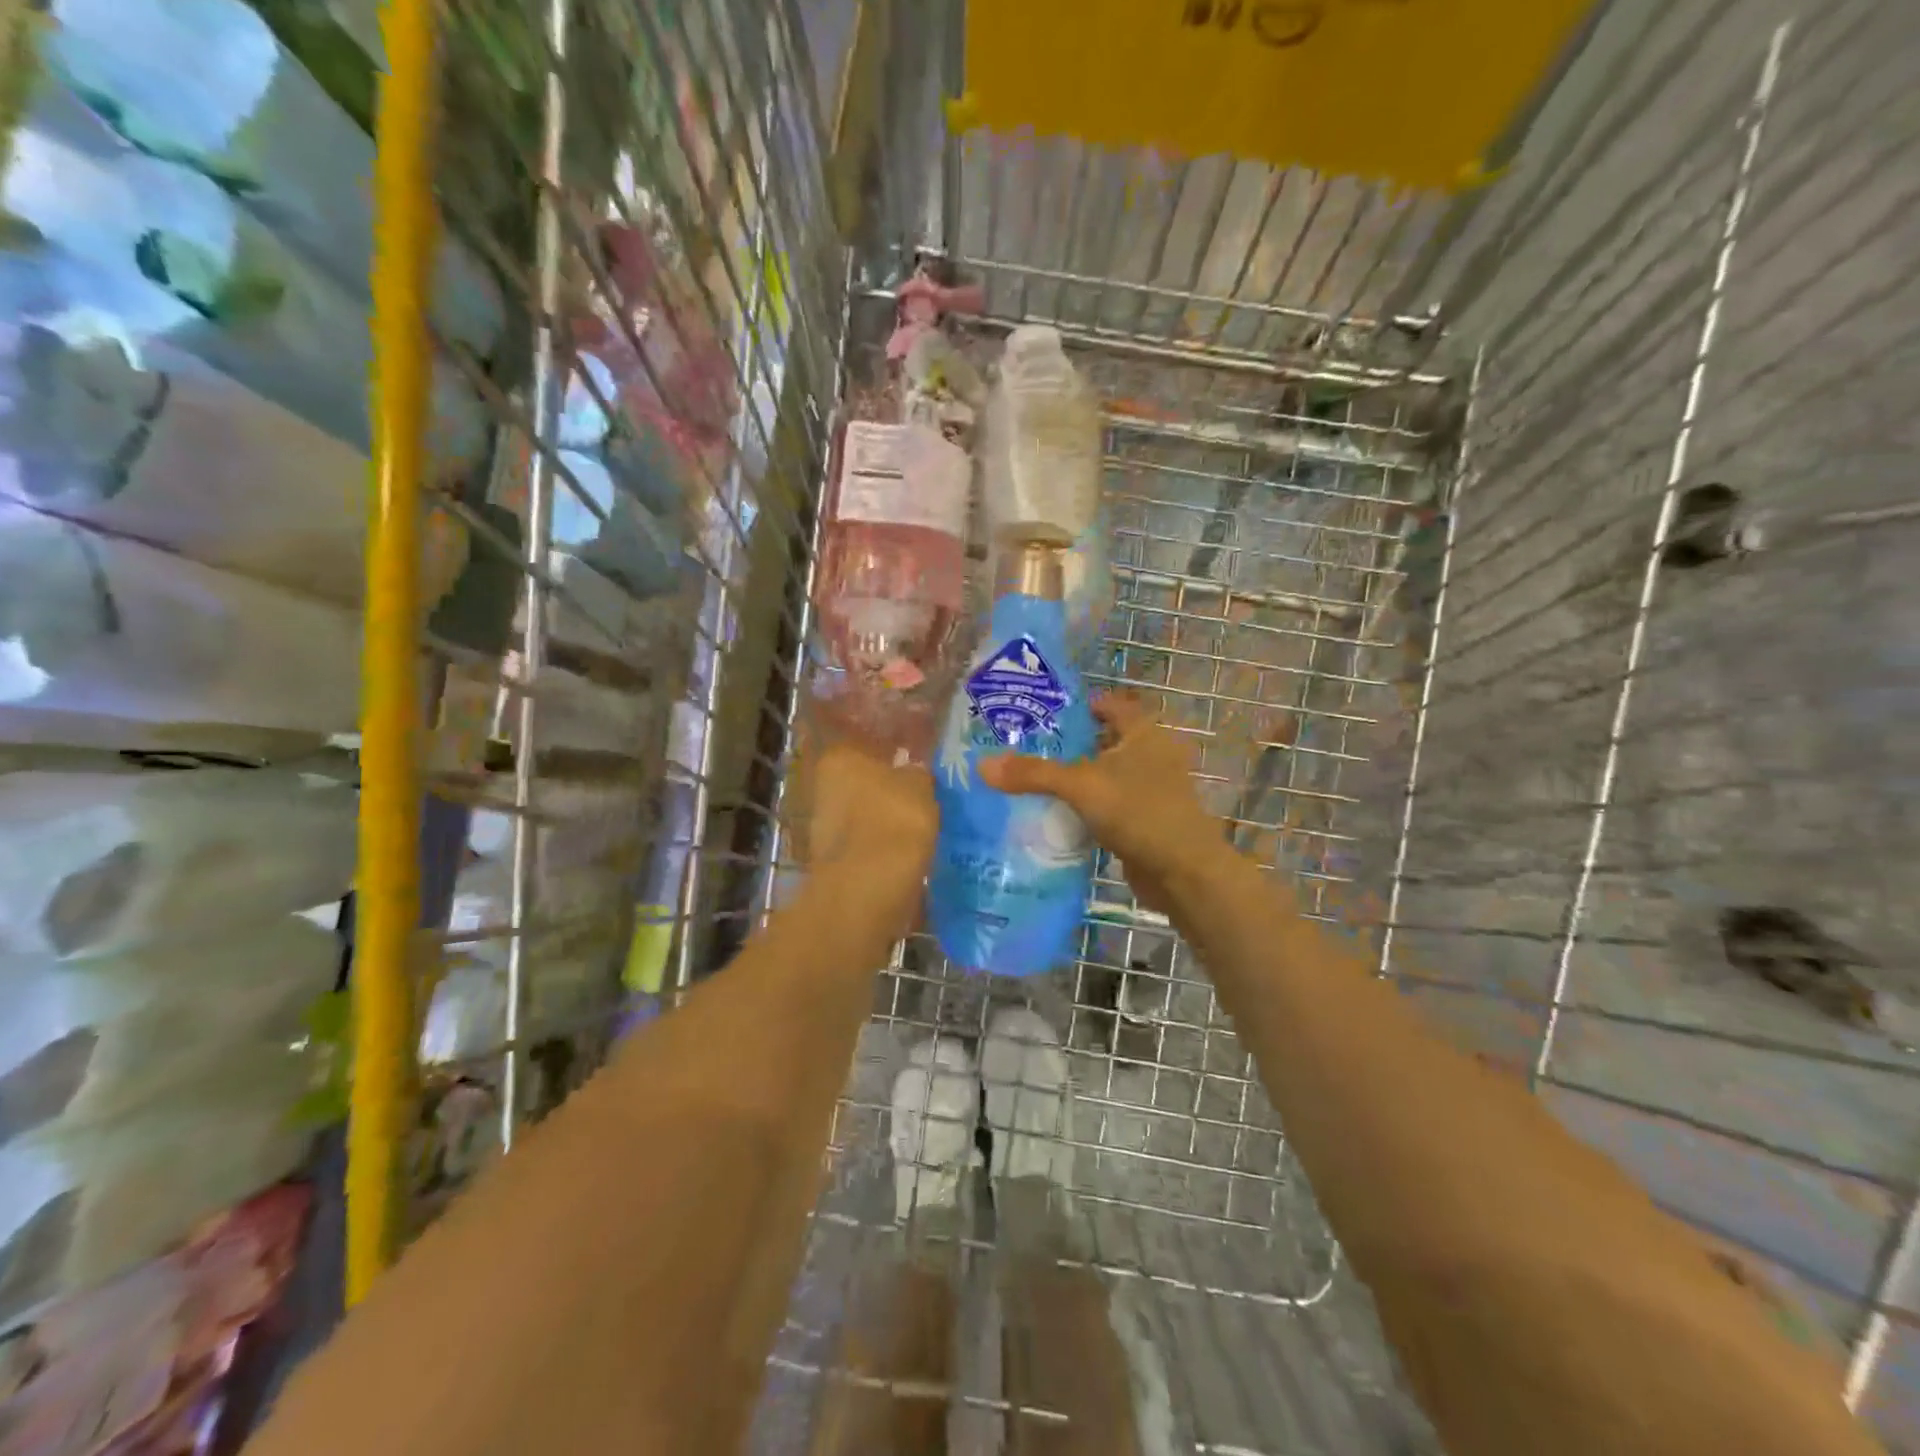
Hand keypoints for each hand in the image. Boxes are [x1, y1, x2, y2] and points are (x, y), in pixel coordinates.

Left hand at [804, 741, 936, 921]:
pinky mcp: (831, 861)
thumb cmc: (895, 820)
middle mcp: (823, 787)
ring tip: (920, 830)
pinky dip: (882, 848)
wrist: (869, 887)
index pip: (870, 747)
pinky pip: (865, 845)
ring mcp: (822, 826)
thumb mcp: (920, 786)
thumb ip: (917, 773)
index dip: (896, 757)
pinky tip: (906, 854)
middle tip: (922, 800)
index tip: (918, 769)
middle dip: (888, 791)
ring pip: (863, 816)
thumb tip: (913, 772)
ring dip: (885, 822)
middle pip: (863, 783)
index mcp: (840, 758)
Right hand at [979, 694, 1226, 914]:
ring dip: (1081, 777)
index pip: (1113, 705)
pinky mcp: (1148, 821)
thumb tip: (983, 765)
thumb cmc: (1139, 812)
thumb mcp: (1081, 786)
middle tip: (1031, 746)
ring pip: (1109, 775)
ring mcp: (1153, 790)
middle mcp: (1153, 755)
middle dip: (1074, 743)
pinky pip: (1112, 804)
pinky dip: (1090, 806)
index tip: (1048, 712)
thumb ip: (1033, 774)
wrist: (1184, 872)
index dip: (1084, 705)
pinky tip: (1061, 815)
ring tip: (1037, 779)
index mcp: (1144, 734)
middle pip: (1108, 740)